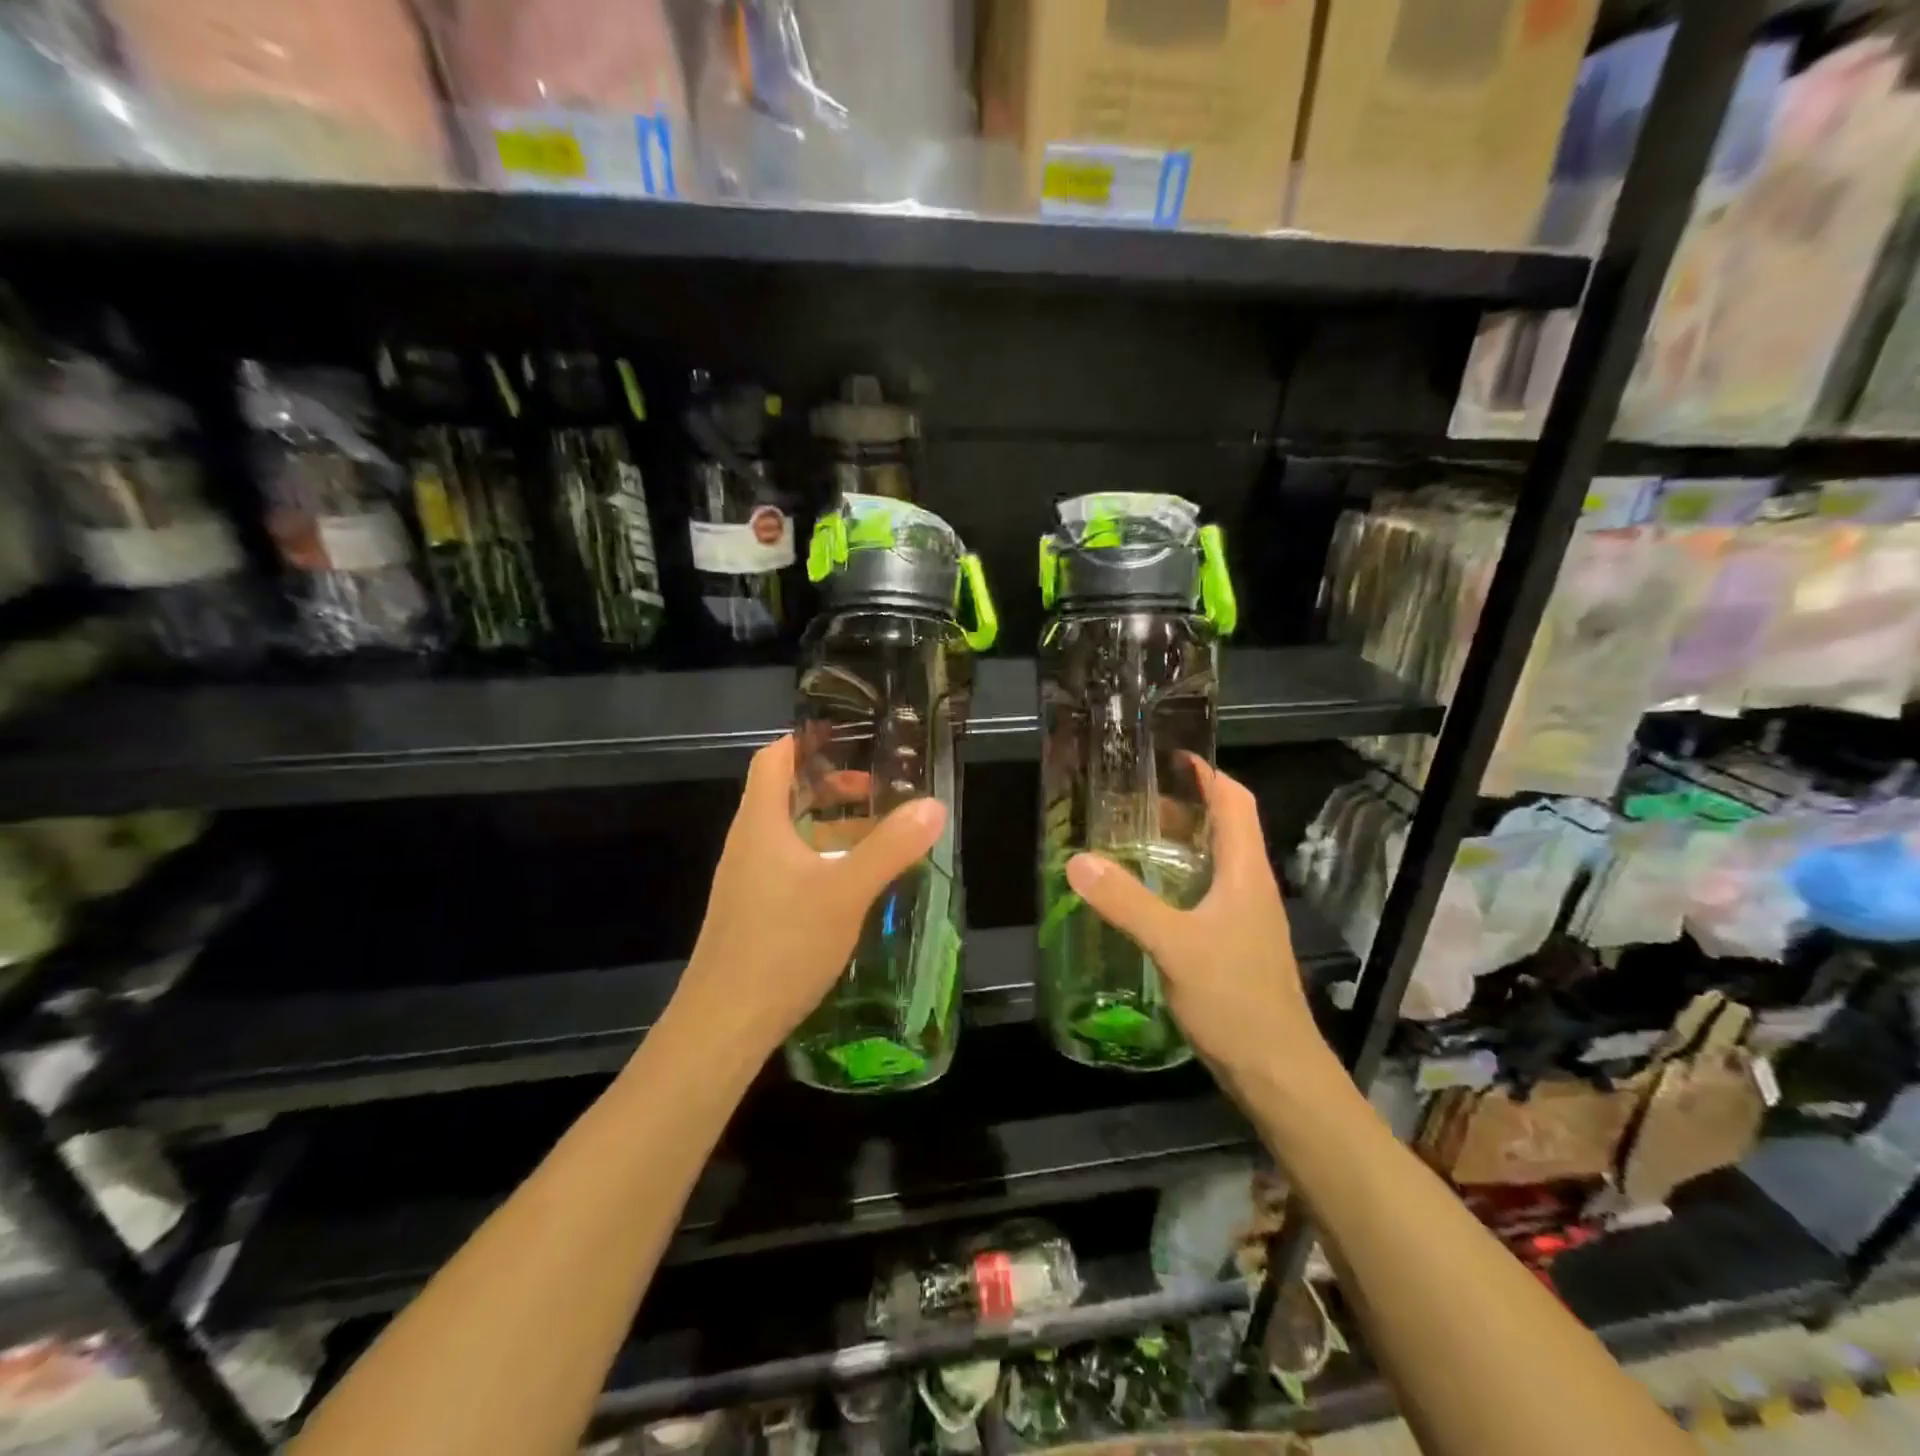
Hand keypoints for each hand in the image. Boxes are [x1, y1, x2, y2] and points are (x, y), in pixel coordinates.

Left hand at [665, 735, 946, 1061]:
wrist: (724, 1024)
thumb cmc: (782, 944)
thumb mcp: (846, 891)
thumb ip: (890, 847)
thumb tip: (933, 805)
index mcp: (761, 823)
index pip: (774, 759)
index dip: (807, 741)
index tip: (851, 739)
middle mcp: (748, 844)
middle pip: (785, 794)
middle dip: (831, 786)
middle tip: (878, 790)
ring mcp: (747, 880)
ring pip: (790, 835)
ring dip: (831, 826)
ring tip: (877, 834)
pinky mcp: (753, 912)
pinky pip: (789, 867)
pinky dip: (822, 859)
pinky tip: (852, 885)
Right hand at [1065, 761, 1334, 1088]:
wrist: (1277, 1072)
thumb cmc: (1235, 999)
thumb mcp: (1174, 945)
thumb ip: (1127, 902)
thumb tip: (1078, 861)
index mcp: (1246, 873)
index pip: (1236, 802)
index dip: (1209, 773)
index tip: (1172, 756)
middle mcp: (1250, 887)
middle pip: (1223, 829)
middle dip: (1184, 807)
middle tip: (1133, 801)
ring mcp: (1245, 919)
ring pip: (1213, 864)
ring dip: (1179, 846)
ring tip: (1131, 841)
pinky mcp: (1235, 946)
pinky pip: (1205, 897)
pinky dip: (1177, 883)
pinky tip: (1145, 899)